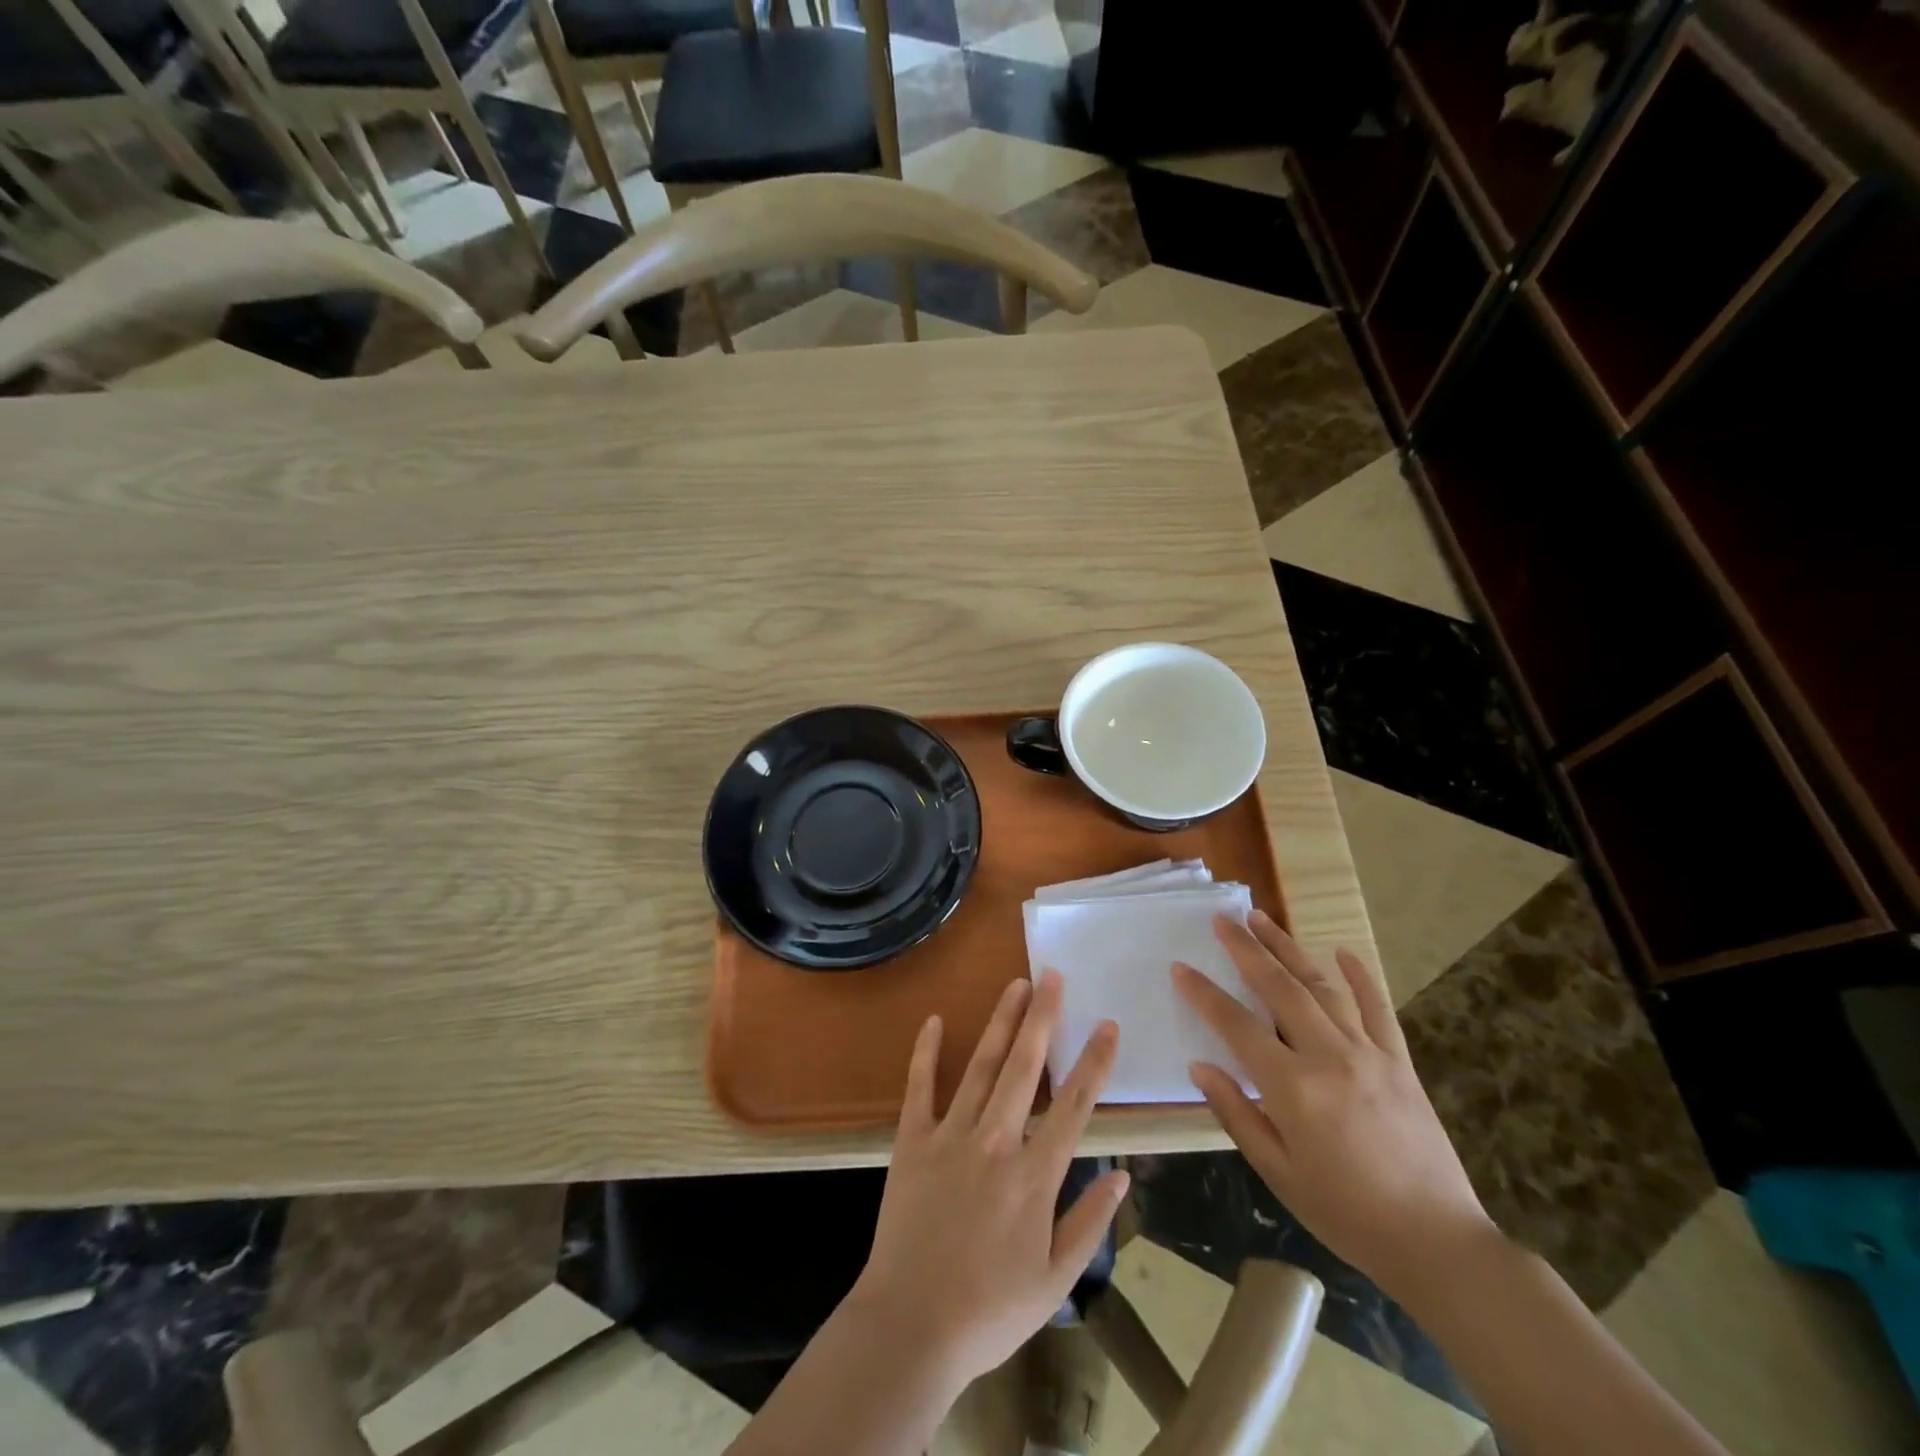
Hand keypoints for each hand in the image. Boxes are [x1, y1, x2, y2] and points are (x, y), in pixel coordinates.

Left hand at [847, 971, 1128, 1390]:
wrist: (910, 1327)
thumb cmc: (989, 1310)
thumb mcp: (1055, 1280)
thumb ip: (1090, 1223)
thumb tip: (1122, 1175)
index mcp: (1034, 1175)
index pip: (1074, 1105)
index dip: (1094, 1062)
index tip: (1107, 1025)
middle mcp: (996, 1141)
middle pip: (1026, 1067)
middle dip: (1042, 1017)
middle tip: (1052, 976)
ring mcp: (950, 1135)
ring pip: (982, 1066)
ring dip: (1000, 1022)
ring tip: (1015, 985)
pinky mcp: (912, 1140)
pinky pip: (920, 1087)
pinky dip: (927, 1052)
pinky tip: (936, 1021)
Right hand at [1173, 912, 1493, 1293]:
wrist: (1437, 1243)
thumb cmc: (1346, 1214)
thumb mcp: (1278, 1173)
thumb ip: (1236, 1113)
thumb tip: (1200, 1066)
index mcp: (1293, 1088)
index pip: (1236, 1025)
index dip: (1204, 994)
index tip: (1180, 967)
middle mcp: (1329, 1057)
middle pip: (1279, 988)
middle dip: (1246, 950)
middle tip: (1222, 920)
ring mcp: (1369, 1054)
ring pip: (1322, 986)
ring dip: (1289, 949)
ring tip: (1262, 920)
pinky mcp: (1400, 1062)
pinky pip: (1378, 1008)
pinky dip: (1360, 977)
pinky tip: (1343, 952)